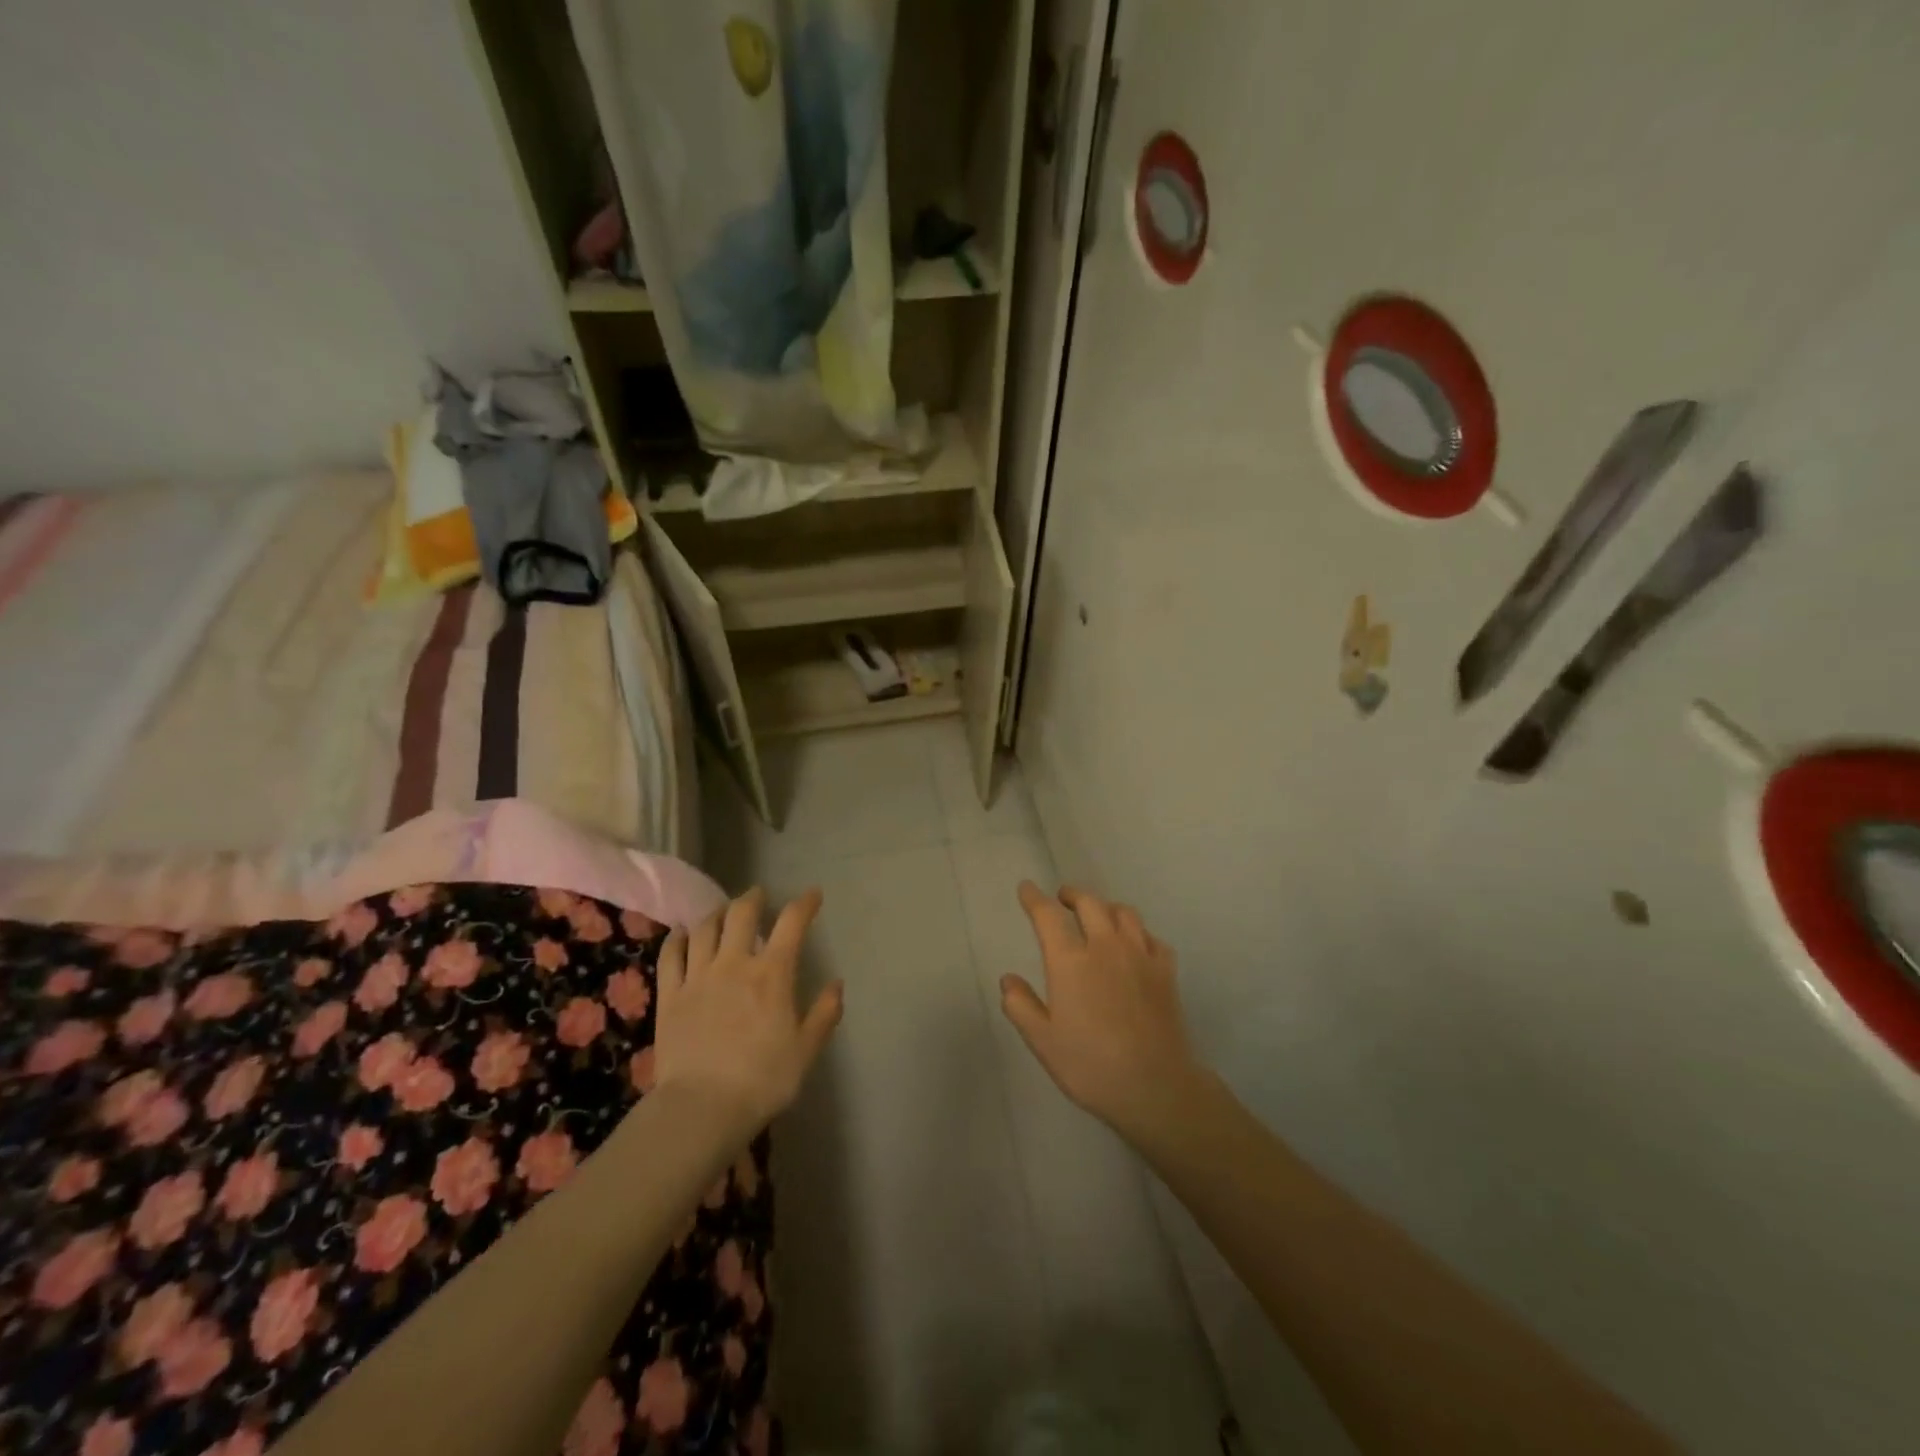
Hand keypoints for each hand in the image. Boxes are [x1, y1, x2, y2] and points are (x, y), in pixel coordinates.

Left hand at [654, 888, 841, 1138]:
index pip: (792, 923)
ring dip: (718, 913)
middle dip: (753, 898)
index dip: (804, 903)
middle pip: (742, 913)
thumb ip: (823, 1014)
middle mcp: (734, 964)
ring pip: (706, 928)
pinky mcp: (670, 995)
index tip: (813, 895)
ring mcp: (698, 976)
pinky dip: (678, 938)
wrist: (702, 1108)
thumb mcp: (805, 1051)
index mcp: (772, 974)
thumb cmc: (762, 1080)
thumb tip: (836, 984)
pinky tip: (683, 933)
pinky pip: (671, 954)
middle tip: (759, 895)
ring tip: (724, 912)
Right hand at [1000, 882, 1207, 1143]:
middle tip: (1062, 898)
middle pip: (1089, 903)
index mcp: (1070, 961)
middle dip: (1072, 895)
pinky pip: (1151, 937)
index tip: (1027, 889)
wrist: (1155, 1086)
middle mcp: (1105, 946)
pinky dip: (1138, 933)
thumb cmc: (1090, 1066)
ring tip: (1098, 915)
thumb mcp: (1043, 1042)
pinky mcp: (1166, 970)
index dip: (1034, 898)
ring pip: (1124, 912)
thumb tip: (1008, 980)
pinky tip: (1135, 944)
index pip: (1047, 915)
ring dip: (1106, 907)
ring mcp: (1140, 955)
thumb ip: (1021, 1006)